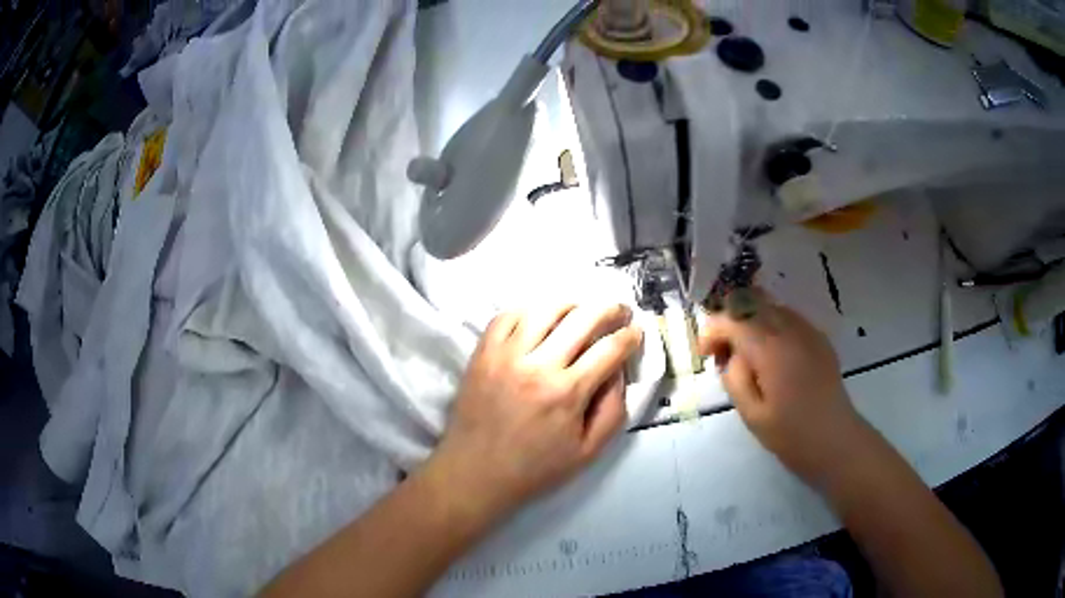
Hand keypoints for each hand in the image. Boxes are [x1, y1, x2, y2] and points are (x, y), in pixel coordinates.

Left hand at [429, 304, 643, 519]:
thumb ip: (613, 411)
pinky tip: (540, 317)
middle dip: (609, 309)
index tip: (636, 331)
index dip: (630, 336)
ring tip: (582, 309)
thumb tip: (618, 371)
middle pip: (582, 318)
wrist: (475, 472)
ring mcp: (506, 354)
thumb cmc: (535, 468)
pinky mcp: (482, 353)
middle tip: (619, 309)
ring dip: (572, 303)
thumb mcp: (587, 452)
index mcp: (567, 393)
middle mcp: (538, 365)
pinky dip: (529, 309)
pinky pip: (507, 315)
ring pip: (545, 309)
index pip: (609, 349)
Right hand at [698, 291, 865, 487]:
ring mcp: (809, 331)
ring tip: (748, 355)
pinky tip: (772, 357)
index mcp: (772, 349)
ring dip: (752, 321)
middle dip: (731, 320)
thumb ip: (735, 377)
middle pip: (753, 302)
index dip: (713, 330)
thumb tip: (732, 356)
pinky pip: (789, 318)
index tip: (705, 353)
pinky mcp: (819, 339)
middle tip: (724, 353)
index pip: (734, 318)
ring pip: (771, 307)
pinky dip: (772, 327)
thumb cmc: (791, 435)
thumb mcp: (751, 414)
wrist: (836, 440)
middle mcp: (791, 330)